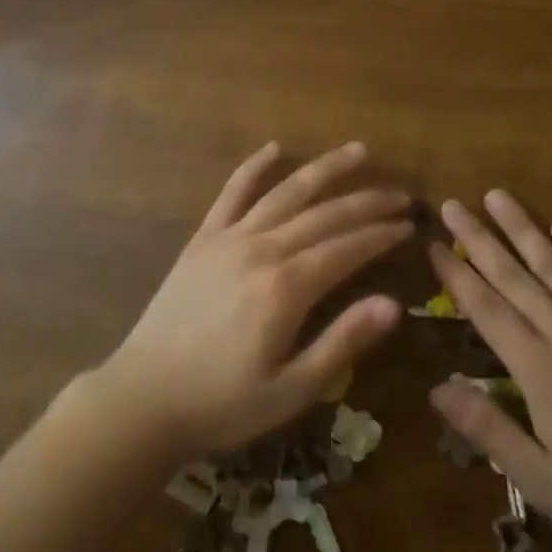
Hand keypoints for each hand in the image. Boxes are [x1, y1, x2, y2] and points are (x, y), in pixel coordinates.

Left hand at [92, 142, 408, 459]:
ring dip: (325, 169)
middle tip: (400, 195)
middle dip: (367, 201)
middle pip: (325, 214)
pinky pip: (232, 192)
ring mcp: (229, 238)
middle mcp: (262, 249)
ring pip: (286, 192)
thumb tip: (395, 305)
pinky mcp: (203, 238)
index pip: (348, 248)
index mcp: (287, 288)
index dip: (382, 235)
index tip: (409, 225)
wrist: (143, 398)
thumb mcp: (291, 390)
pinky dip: (254, 167)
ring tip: (358, 151)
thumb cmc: (223, 403)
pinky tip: (274, 147)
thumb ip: (343, 342)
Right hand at [427, 191, 551, 551]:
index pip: (486, 308)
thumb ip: (487, 428)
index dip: (456, 275)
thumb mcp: (540, 479)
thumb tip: (436, 386)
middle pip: (514, 275)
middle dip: (479, 238)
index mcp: (538, 368)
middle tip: (453, 204)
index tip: (432, 244)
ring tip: (498, 196)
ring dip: (523, 228)